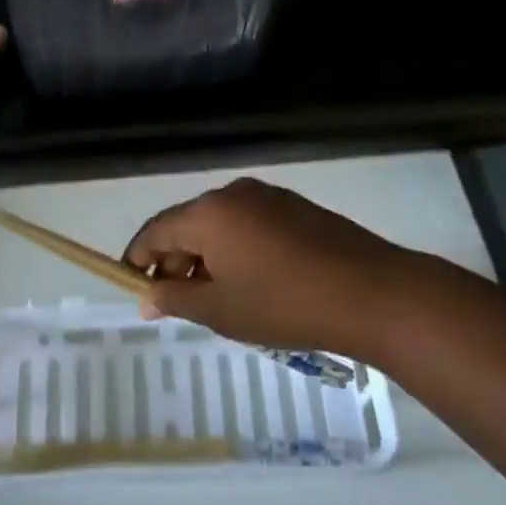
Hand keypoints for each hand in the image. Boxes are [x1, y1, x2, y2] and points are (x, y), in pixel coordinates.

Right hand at [123, 178, 427, 356]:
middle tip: (176, 302)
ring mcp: (268, 197)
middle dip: (174, 261)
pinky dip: (235, 248)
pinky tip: (250, 281)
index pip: (156, 230)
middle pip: (187, 224)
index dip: (138, 258)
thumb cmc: (286, 304)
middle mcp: (234, 194)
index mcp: (208, 213)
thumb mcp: (221, 310)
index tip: (132, 286)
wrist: (373, 293)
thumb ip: (176, 298)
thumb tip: (147, 296)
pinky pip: (248, 224)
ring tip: (214, 297)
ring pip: (219, 224)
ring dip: (206, 256)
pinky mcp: (295, 207)